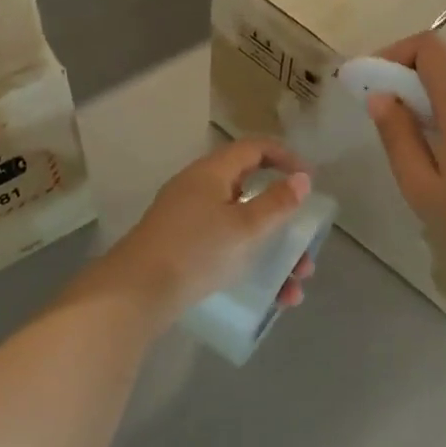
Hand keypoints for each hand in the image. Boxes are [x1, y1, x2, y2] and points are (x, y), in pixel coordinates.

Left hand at [80, 139, 316, 332]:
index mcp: (212, 173)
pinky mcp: (183, 249)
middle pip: (251, 192)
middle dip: (285, 222)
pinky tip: (272, 298)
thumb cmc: (196, 251)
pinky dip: (252, 266)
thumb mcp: (245, 228)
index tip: (310, 180)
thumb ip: (276, 203)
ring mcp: (188, 220)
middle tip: (305, 246)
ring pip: (242, 228)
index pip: (254, 149)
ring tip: (294, 287)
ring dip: (274, 254)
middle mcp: (199, 190)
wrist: (135, 293)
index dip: (285, 158)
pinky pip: (226, 249)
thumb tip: (302, 178)